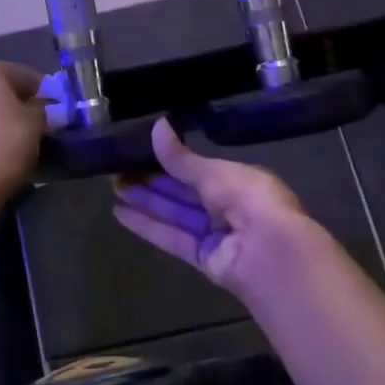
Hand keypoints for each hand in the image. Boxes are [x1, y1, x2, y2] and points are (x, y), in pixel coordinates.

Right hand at [112, 118, 318, 296]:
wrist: (270, 252)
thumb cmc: (248, 200)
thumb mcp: (213, 172)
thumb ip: (181, 157)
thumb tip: (157, 126)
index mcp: (239, 181)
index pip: (198, 169)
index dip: (169, 161)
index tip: (139, 153)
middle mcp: (228, 207)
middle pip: (183, 192)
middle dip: (152, 181)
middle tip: (118, 170)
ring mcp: (216, 234)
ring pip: (175, 213)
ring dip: (145, 201)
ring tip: (114, 188)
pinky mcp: (203, 258)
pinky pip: (172, 238)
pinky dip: (147, 226)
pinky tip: (120, 214)